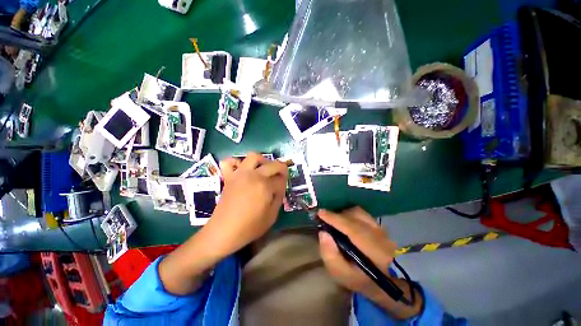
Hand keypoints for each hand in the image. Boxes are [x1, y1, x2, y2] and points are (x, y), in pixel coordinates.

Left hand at [159, 153, 287, 295]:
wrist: (224, 232)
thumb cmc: (250, 227)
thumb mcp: (272, 216)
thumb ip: (279, 198)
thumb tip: (280, 186)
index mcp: (265, 187)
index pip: (281, 179)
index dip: (284, 183)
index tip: (282, 189)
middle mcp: (254, 176)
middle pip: (273, 164)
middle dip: (281, 168)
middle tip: (280, 176)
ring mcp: (240, 174)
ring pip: (253, 156)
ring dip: (262, 160)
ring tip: (264, 169)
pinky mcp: (229, 177)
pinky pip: (229, 162)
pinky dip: (236, 162)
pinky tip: (242, 169)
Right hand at [318, 207, 421, 318]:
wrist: (388, 281)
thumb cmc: (363, 281)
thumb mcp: (343, 276)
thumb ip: (331, 256)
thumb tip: (323, 233)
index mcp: (375, 251)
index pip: (353, 228)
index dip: (335, 219)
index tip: (320, 213)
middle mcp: (380, 235)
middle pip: (355, 216)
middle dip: (337, 215)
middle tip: (324, 218)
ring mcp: (381, 229)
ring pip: (359, 213)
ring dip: (344, 214)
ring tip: (334, 220)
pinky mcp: (380, 225)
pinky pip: (362, 214)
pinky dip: (350, 214)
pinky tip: (345, 220)